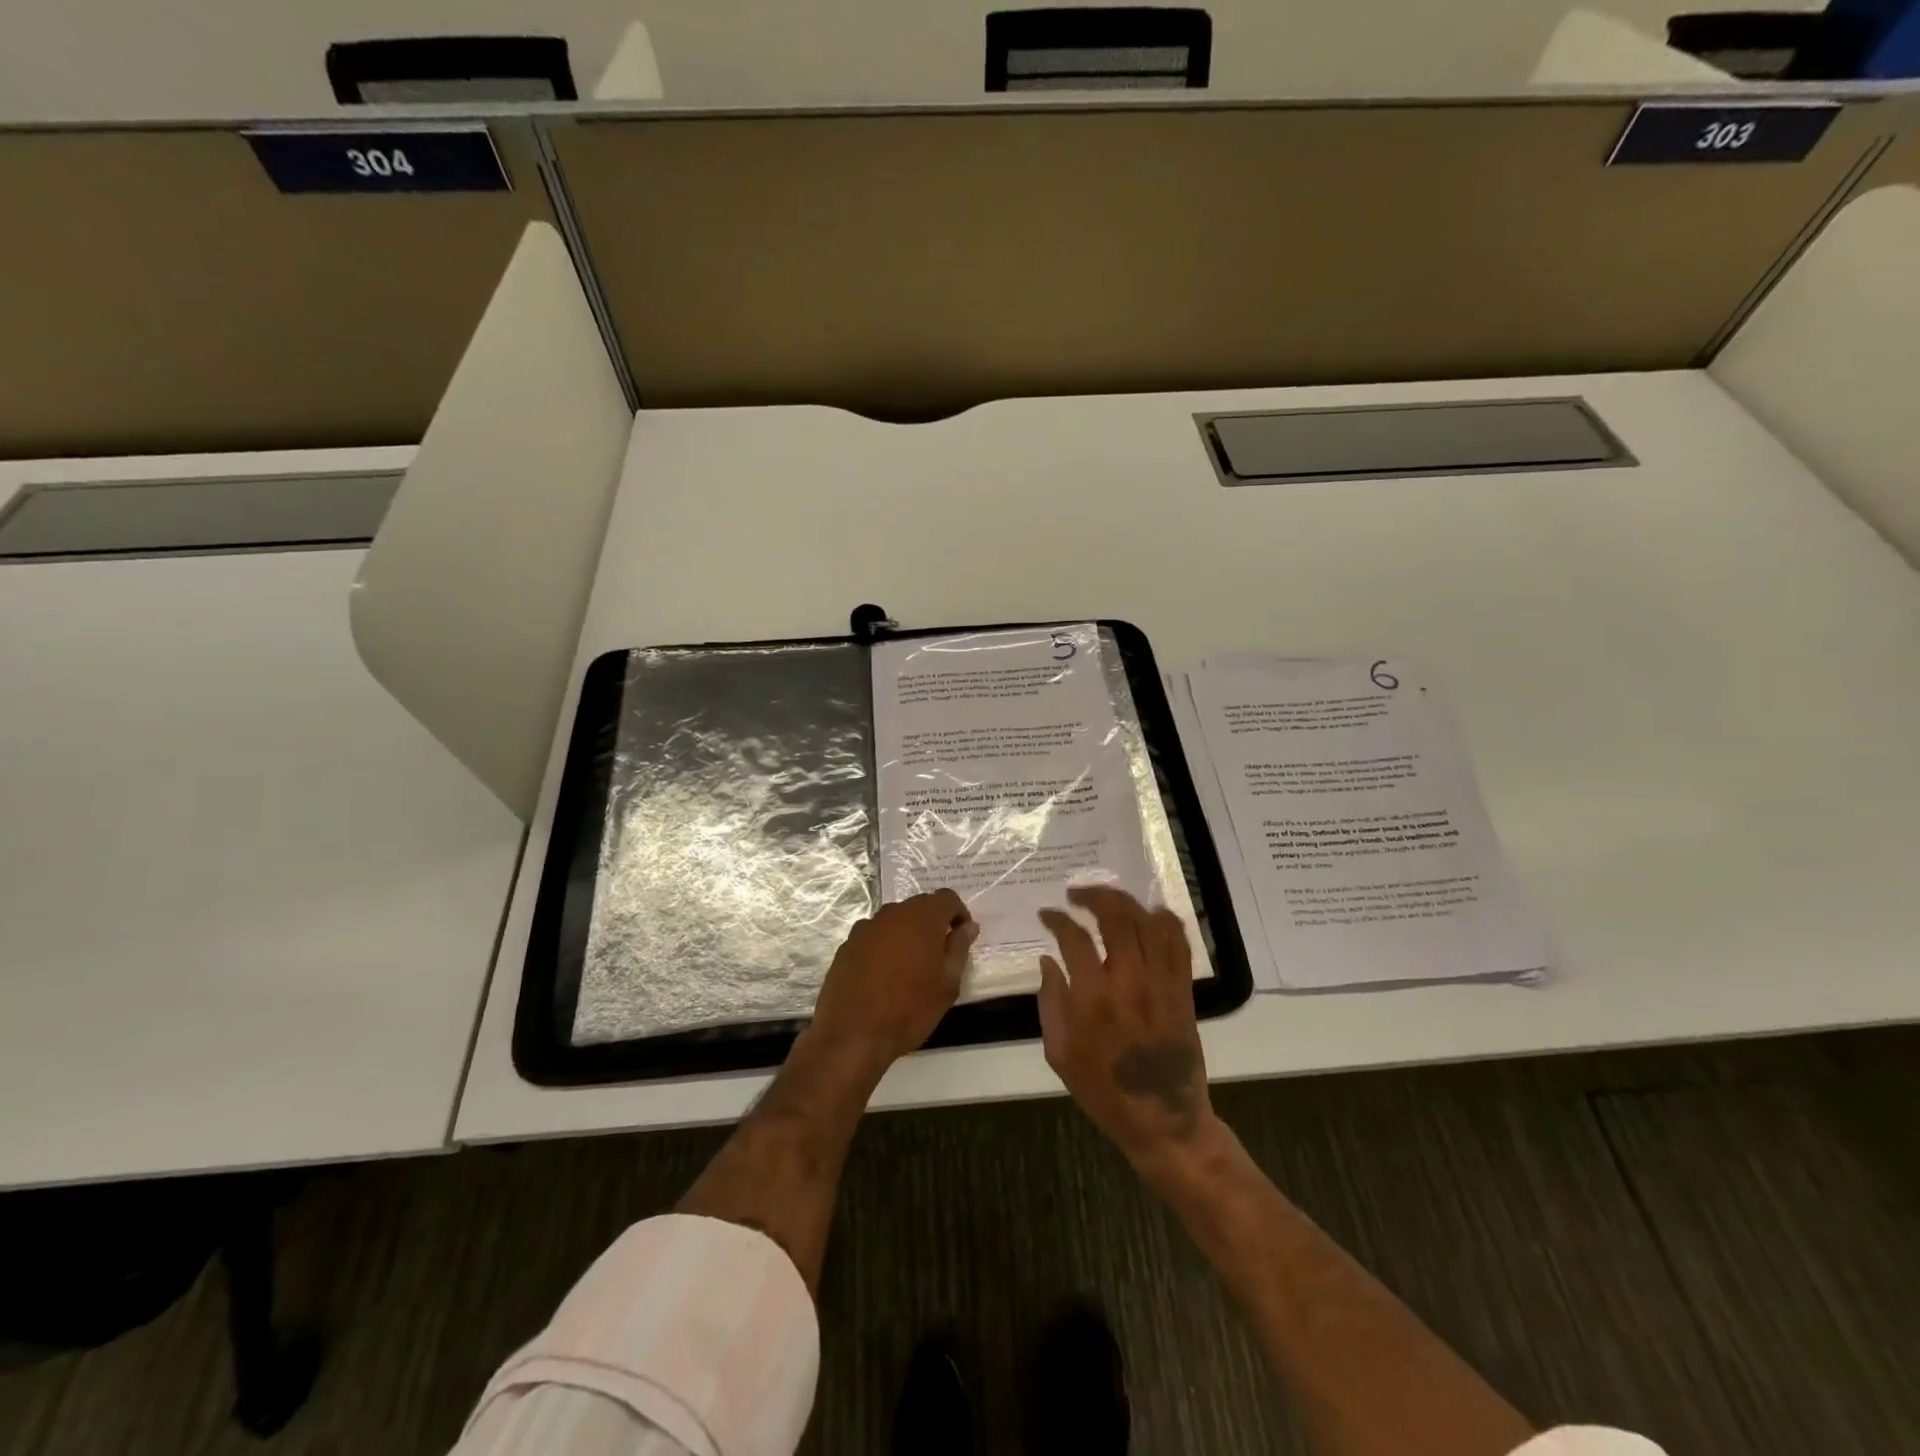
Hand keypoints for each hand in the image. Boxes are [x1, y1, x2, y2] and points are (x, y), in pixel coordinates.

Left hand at [808, 889, 977, 1075]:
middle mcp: (892, 914)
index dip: (958, 913)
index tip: (961, 936)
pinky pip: (873, 937)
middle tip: (939, 954)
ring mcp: (866, 928)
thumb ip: (959, 948)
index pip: (947, 898)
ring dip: (907, 934)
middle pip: (919, 906)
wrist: (853, 1034)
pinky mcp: (847, 945)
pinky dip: (884, 947)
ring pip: (894, 921)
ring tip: (910, 967)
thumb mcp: (947, 983)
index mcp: (922, 918)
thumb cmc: (910, 1008)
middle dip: (932, 923)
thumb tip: (968, 926)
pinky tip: (883, 976)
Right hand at [1037, 887, 1214, 1176]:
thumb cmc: (1102, 1090)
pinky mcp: (1182, 990)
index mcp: (1093, 999)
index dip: (1057, 919)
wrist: (1162, 1120)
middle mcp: (1129, 982)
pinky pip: (1178, 943)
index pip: (1074, 939)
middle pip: (1116, 919)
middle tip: (1076, 894)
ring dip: (1125, 903)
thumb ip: (1050, 1001)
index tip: (1047, 914)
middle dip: (1093, 896)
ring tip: (1107, 898)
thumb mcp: (1059, 1052)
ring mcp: (1161, 983)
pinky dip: (1164, 920)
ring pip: (1147, 924)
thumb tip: (1048, 960)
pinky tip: (1149, 912)